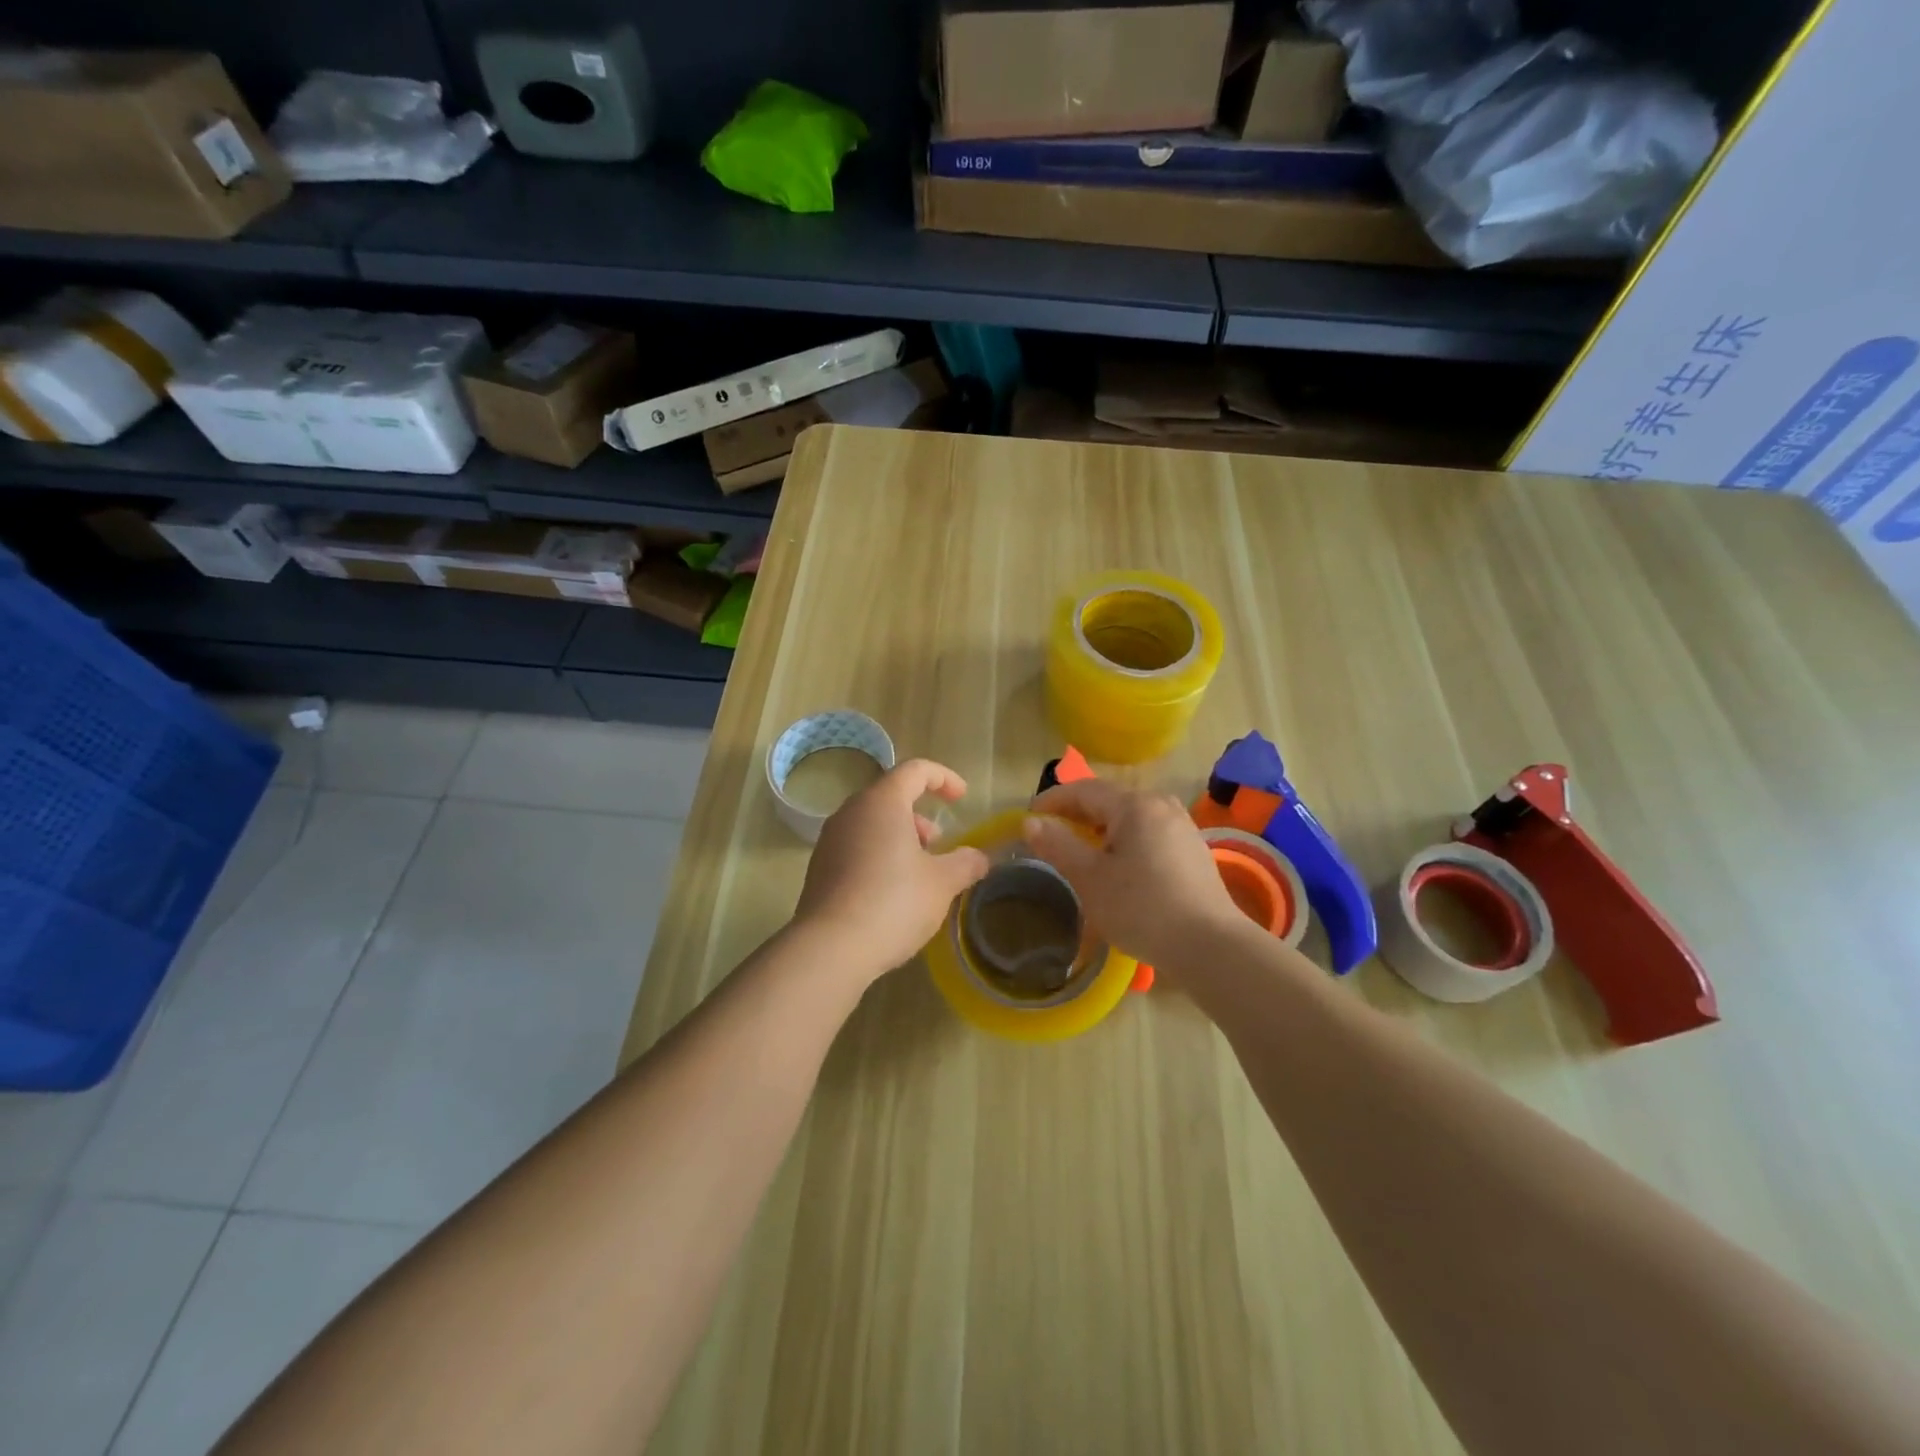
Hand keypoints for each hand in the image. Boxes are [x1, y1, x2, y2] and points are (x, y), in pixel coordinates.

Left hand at [794, 759, 990, 985]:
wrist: (830, 948)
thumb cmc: (894, 902)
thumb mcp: (942, 883)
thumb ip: (966, 863)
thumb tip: (980, 858)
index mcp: (882, 802)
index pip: (915, 770)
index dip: (943, 778)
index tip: (962, 798)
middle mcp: (851, 812)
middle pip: (891, 796)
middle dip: (920, 816)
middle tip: (938, 845)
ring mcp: (830, 840)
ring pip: (871, 823)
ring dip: (900, 838)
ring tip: (918, 872)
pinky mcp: (819, 868)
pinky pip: (855, 847)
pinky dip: (879, 856)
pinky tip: (891, 892)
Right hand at [1022, 780, 1240, 969]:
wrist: (1211, 946)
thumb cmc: (1142, 908)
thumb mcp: (1090, 878)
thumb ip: (1058, 845)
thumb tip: (1031, 822)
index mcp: (1134, 805)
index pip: (1084, 790)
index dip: (1053, 800)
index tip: (1028, 816)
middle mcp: (1161, 805)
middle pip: (1109, 800)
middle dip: (1077, 814)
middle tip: (1050, 833)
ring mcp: (1182, 827)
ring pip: (1131, 817)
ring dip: (1102, 828)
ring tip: (1081, 850)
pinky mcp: (1193, 850)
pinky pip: (1149, 833)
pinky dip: (1125, 841)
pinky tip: (1119, 866)